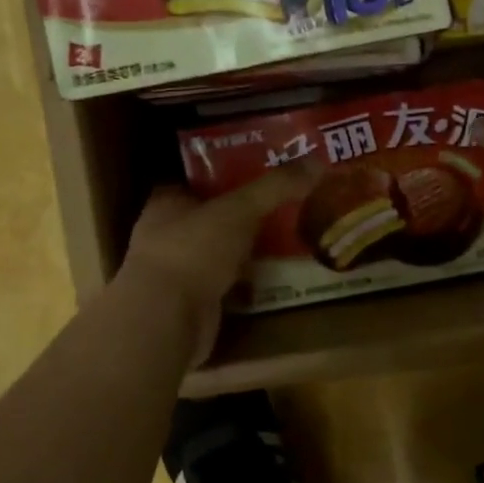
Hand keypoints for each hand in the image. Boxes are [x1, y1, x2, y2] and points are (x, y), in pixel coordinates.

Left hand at [120, 166, 314, 364]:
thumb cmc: (193, 251)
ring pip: (221, 252)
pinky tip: (276, 276)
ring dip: (247, 250)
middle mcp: (167, 236)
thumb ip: (275, 187)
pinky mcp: (194, 303)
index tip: (261, 171)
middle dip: (244, 214)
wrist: (168, 320)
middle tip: (285, 205)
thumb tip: (317, 162)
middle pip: (212, 217)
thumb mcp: (239, 210)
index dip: (226, 175)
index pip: (196, 181)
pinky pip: (228, 284)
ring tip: (288, 237)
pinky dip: (249, 282)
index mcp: (167, 204)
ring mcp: (179, 273)